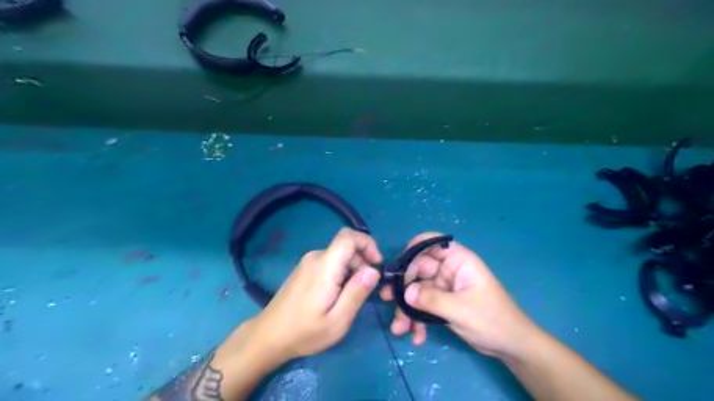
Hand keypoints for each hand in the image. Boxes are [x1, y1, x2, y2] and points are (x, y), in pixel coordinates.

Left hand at [252, 227, 381, 361]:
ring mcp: (308, 262)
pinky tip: (337, 295)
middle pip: (347, 248)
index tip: (377, 264)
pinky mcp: (305, 269)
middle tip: (365, 291)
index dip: (367, 243)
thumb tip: (374, 270)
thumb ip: (357, 293)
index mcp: (325, 266)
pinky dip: (341, 273)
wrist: (268, 336)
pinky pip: (330, 262)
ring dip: (352, 270)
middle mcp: (316, 257)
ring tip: (350, 297)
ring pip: (340, 256)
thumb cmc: (304, 332)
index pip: (348, 236)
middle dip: (362, 263)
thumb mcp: (338, 320)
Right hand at [382, 231, 537, 356]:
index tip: (397, 267)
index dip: (412, 250)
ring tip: (400, 329)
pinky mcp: (442, 303)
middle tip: (387, 300)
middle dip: (403, 287)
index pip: (431, 244)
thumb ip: (431, 299)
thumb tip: (405, 292)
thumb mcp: (461, 309)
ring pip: (417, 291)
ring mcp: (444, 287)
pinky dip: (417, 319)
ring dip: (407, 309)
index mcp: (458, 260)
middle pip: (418, 270)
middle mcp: (448, 270)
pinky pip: (423, 306)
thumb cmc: (492, 319)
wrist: (510, 345)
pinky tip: (416, 336)